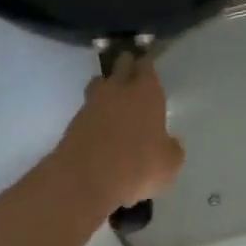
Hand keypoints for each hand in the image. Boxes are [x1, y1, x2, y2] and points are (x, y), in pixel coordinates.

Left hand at [56, 53, 184, 213]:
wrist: (85, 180)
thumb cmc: (137, 167)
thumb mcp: (169, 164)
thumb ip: (171, 149)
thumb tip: (170, 143)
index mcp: (147, 92)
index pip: (146, 66)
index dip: (147, 65)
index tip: (148, 65)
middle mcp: (119, 89)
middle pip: (121, 65)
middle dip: (127, 66)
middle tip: (132, 74)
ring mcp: (92, 103)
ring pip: (100, 82)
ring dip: (107, 86)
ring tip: (114, 98)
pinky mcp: (73, 120)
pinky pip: (88, 107)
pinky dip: (95, 112)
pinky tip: (101, 127)